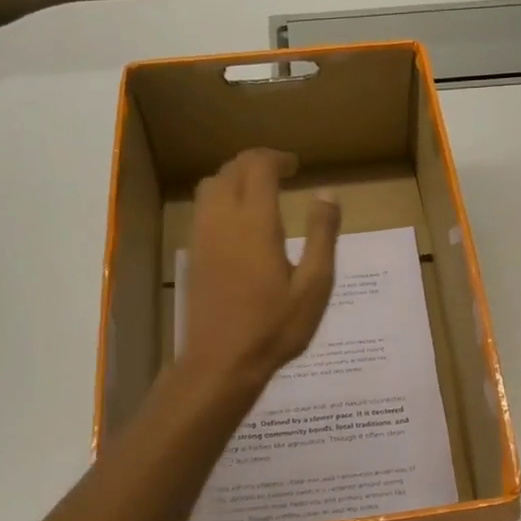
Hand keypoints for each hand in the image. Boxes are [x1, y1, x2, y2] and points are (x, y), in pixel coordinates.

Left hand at [180, 148, 340, 391]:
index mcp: (254, 222)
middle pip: (231, 169)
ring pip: (210, 186)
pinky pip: (202, 208)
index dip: (277, 158)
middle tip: (280, 172)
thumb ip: (321, 235)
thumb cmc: (275, 326)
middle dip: (255, 162)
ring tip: (258, 191)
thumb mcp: (314, 285)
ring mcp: (202, 237)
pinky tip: (238, 221)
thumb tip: (327, 194)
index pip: (258, 167)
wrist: (221, 361)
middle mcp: (222, 219)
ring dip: (234, 177)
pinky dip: (220, 197)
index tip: (296, 167)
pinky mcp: (193, 255)